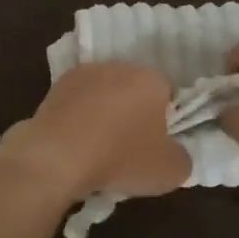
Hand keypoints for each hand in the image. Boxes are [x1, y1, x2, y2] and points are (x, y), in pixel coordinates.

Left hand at [3, 62, 190, 201]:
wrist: (56, 157)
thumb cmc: (121, 158)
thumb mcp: (171, 171)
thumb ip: (182, 157)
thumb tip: (175, 153)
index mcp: (151, 79)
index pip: (168, 93)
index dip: (165, 120)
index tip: (155, 145)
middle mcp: (119, 66)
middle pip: (134, 90)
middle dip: (134, 113)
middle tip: (129, 148)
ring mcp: (84, 74)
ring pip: (104, 94)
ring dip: (104, 114)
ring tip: (97, 149)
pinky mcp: (55, 87)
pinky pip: (77, 103)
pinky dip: (78, 119)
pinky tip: (75, 144)